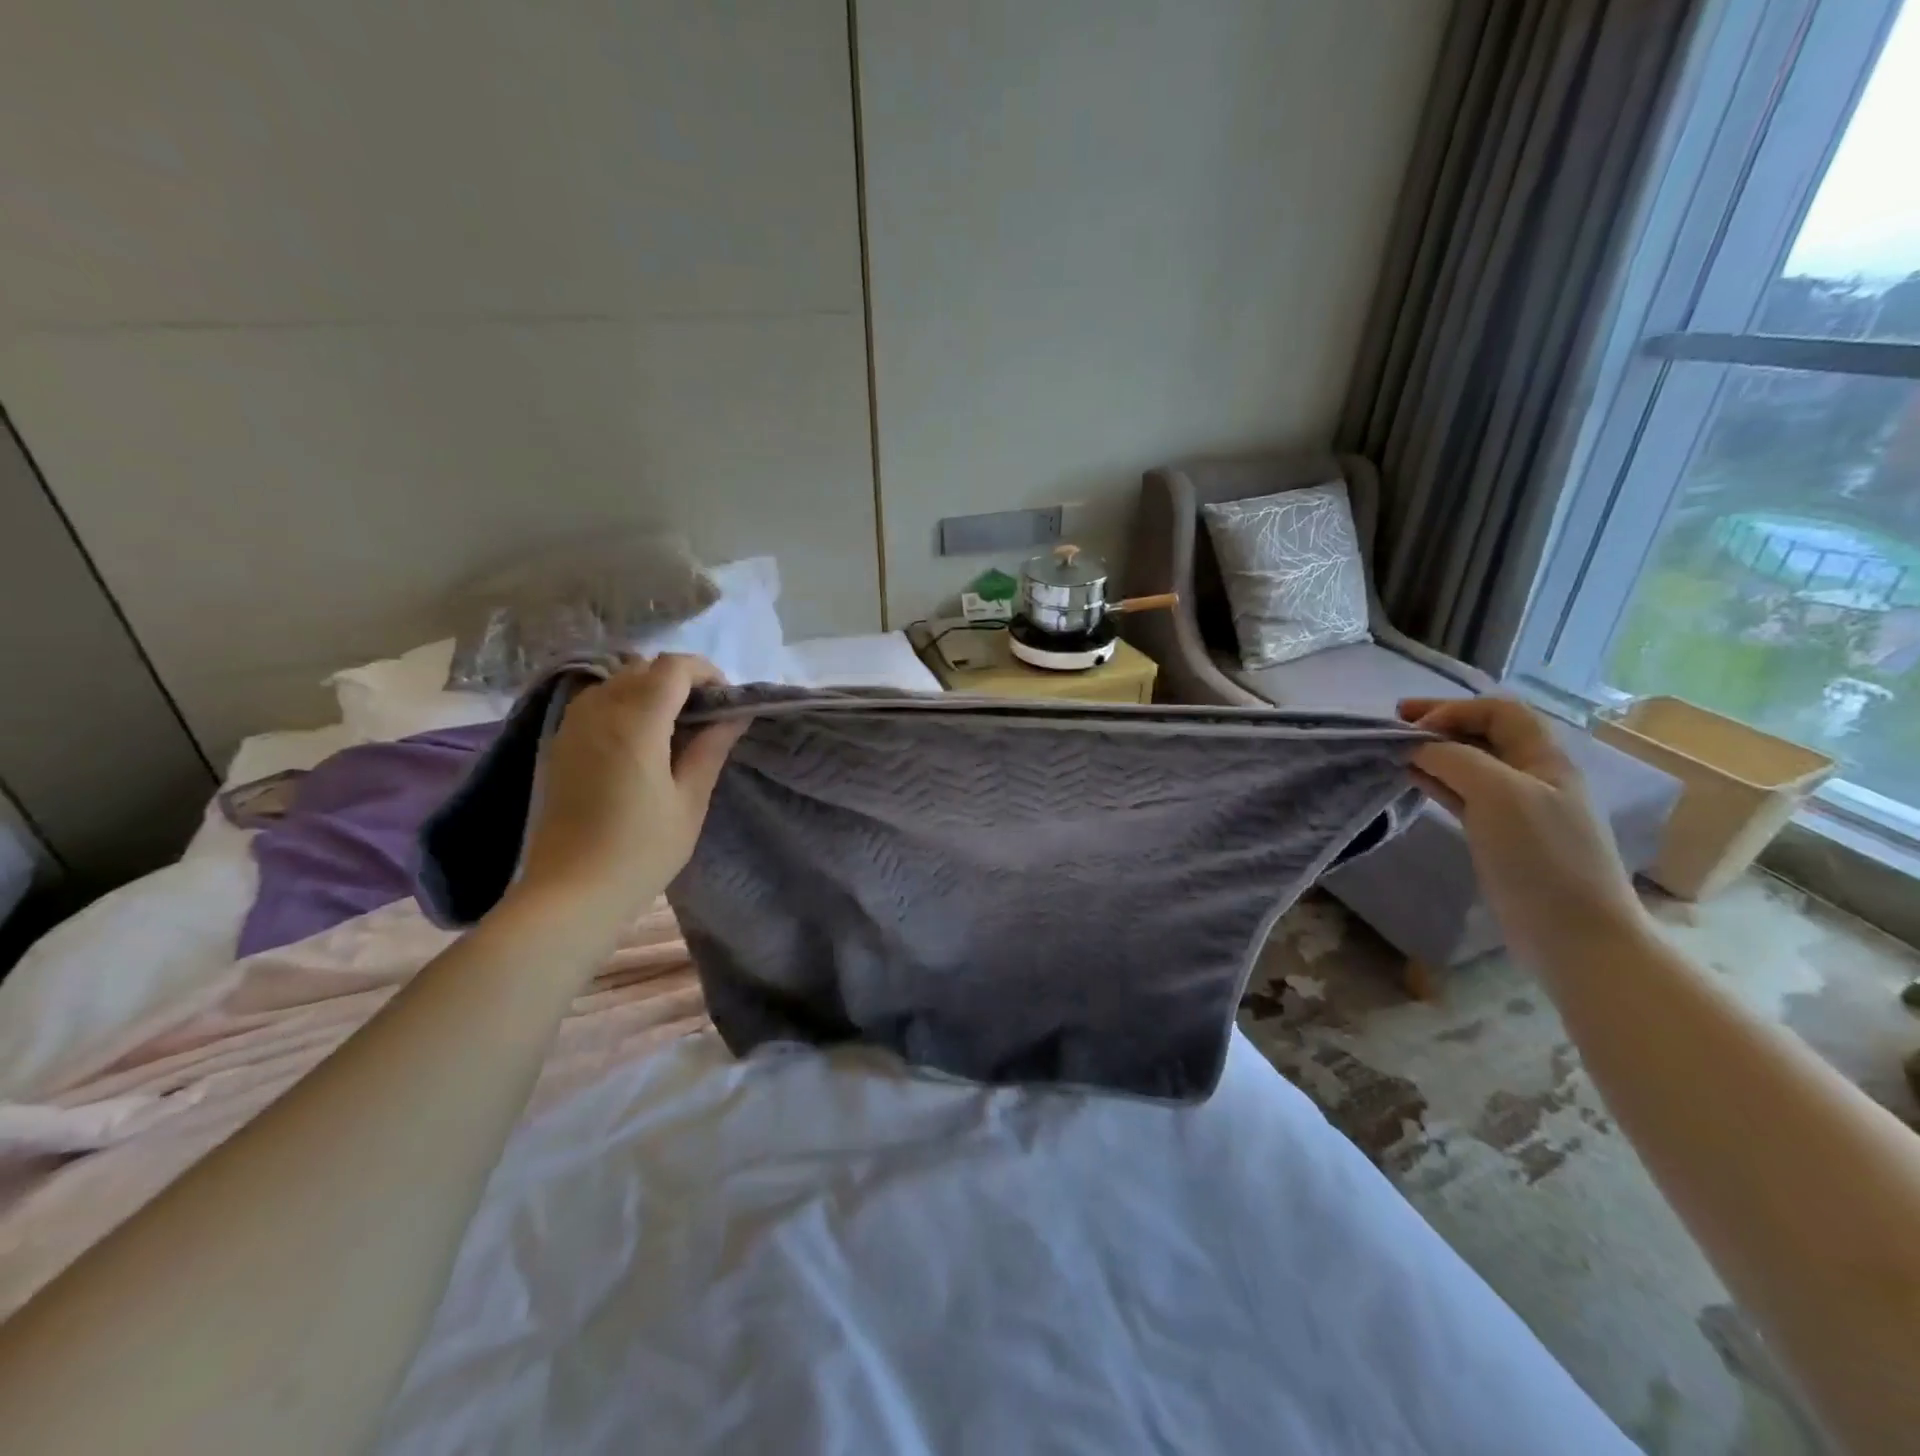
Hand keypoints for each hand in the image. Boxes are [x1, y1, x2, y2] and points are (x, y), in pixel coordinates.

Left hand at [509, 654, 746, 928]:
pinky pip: (597, 702)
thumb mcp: (690, 801)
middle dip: (679, 680)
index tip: (725, 701)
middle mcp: (599, 711)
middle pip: (643, 667)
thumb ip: (711, 748)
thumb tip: (734, 715)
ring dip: (650, 690)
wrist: (570, 892)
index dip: (705, 672)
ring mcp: (572, 725)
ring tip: (674, 729)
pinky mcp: (560, 743)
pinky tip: (641, 742)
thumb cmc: (641, 850)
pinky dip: (625, 704)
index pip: (672, 667)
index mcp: (635, 722)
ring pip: (617, 681)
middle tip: (704, 717)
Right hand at [1398, 696, 1646, 966]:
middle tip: (1394, 722)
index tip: (1412, 726)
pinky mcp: (1499, 836)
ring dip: (1433, 752)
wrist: (1573, 933)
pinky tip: (1413, 781)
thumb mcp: (1499, 794)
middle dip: (1440, 723)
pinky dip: (1436, 781)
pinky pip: (1463, 795)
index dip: (1454, 708)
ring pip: (1469, 764)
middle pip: (1484, 733)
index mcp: (1545, 759)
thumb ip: (1455, 760)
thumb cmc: (1541, 856)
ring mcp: (1517, 808)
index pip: (1498, 711)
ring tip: (1396, 752)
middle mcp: (1533, 776)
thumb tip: (1417, 750)